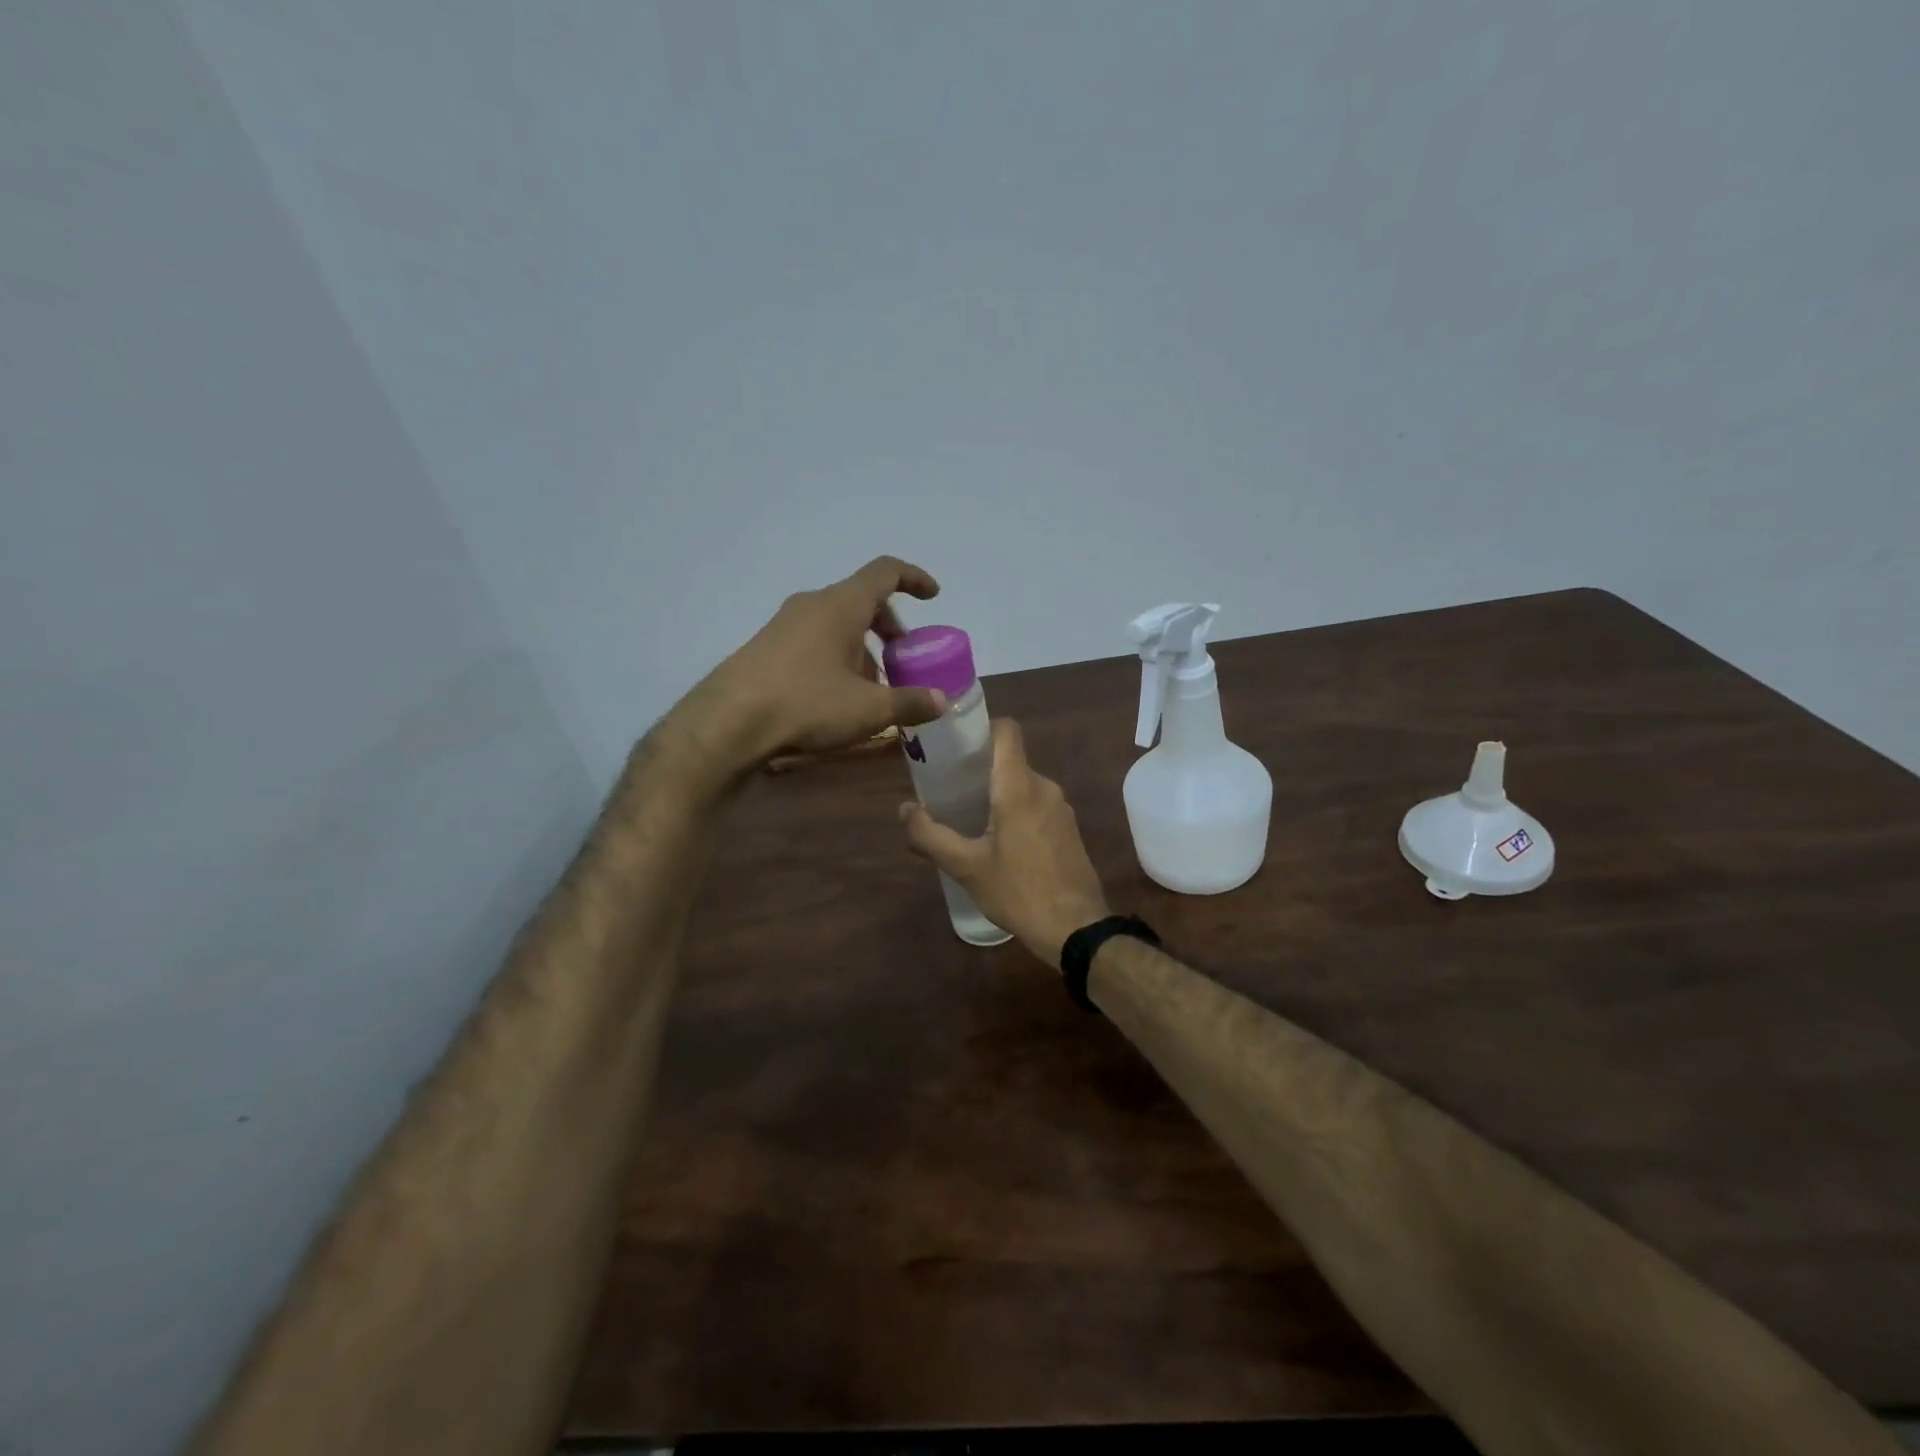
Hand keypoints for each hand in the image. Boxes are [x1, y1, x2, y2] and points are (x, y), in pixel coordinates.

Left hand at [679, 555, 949, 768]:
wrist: (728, 723)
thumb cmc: (807, 704)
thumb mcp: (868, 710)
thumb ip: (910, 702)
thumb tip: (941, 700)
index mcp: (842, 605)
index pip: (885, 572)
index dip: (914, 579)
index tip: (933, 596)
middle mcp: (812, 604)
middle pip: (861, 600)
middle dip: (888, 627)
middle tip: (903, 659)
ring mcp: (784, 624)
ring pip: (836, 623)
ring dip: (861, 647)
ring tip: (871, 688)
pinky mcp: (765, 646)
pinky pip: (813, 639)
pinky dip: (835, 656)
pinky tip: (835, 697)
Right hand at [900, 718, 1110, 967]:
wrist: (1075, 929)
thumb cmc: (1018, 891)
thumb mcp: (966, 867)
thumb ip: (929, 835)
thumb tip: (904, 809)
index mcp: (1019, 787)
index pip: (1007, 731)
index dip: (981, 728)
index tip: (955, 744)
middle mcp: (1045, 787)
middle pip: (1010, 761)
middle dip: (980, 770)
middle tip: (950, 789)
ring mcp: (1061, 808)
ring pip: (1024, 785)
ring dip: (998, 794)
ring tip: (970, 817)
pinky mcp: (1069, 829)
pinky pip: (1037, 805)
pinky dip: (1017, 811)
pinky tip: (1000, 841)